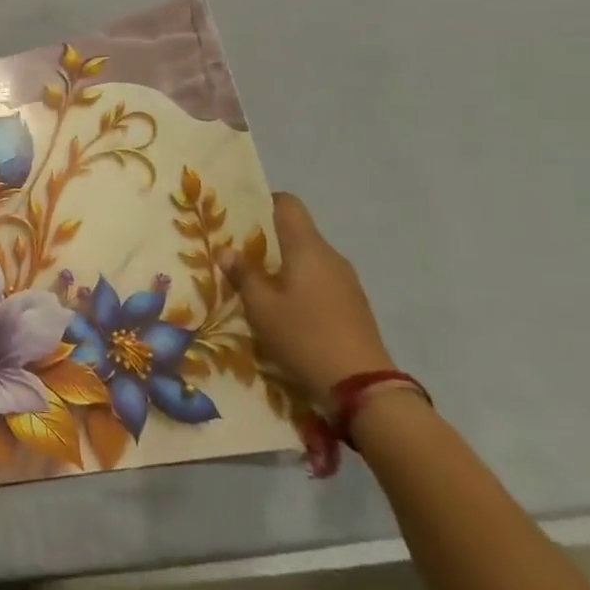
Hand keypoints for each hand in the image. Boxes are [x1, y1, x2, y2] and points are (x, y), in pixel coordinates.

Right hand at [226, 194, 394, 409]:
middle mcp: (330, 256)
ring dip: (283, 266)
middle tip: (238, 255)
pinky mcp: (354, 305)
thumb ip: (243, 274)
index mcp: (307, 247)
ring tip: (258, 285)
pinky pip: (320, 281)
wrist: (363, 387)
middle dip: (267, 240)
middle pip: (297, 232)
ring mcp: (347, 281)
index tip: (239, 216)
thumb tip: (226, 250)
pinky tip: (285, 310)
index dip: (263, 202)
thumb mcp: (261, 307)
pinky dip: (300, 285)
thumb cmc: (304, 336)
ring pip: (308, 259)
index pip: (288, 204)